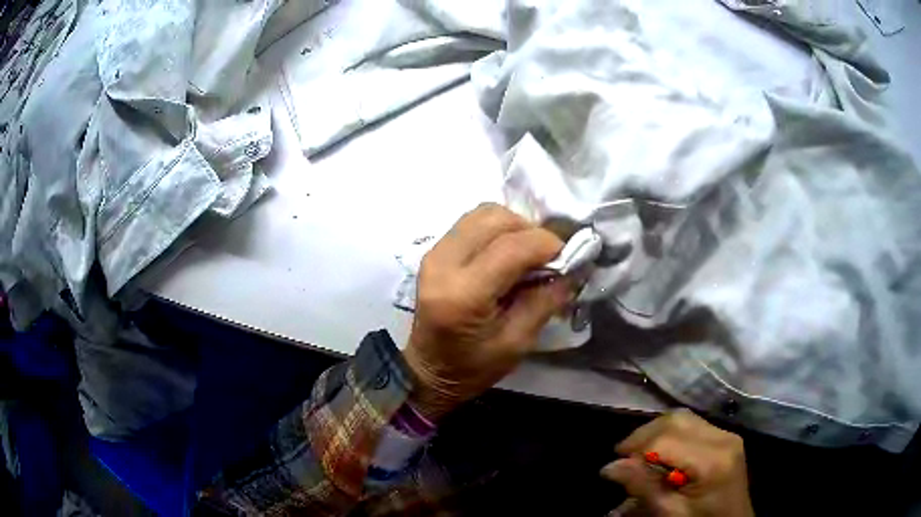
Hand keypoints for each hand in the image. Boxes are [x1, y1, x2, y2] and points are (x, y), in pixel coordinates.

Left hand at [403, 203, 572, 420]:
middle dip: (530, 230)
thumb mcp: (518, 343)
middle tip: (546, 256)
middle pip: (495, 218)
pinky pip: (471, 223)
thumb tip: (572, 268)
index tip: (567, 257)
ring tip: (527, 253)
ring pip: (482, 213)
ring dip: (513, 226)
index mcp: (463, 294)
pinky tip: (506, 252)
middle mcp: (443, 263)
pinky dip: (496, 229)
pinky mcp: (433, 251)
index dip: (546, 244)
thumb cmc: (473, 367)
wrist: (428, 371)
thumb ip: (545, 301)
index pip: (511, 247)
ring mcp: (434, 253)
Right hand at [601, 410, 754, 516]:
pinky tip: (660, 449)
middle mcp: (723, 438)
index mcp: (712, 460)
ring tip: (637, 451)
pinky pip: (693, 424)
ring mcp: (727, 434)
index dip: (636, 451)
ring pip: (683, 417)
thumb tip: (609, 467)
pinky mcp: (726, 436)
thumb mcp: (669, 512)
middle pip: (676, 420)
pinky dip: (671, 432)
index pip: (666, 441)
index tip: (613, 467)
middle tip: (622, 454)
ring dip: (656, 431)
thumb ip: (643, 487)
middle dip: (643, 435)